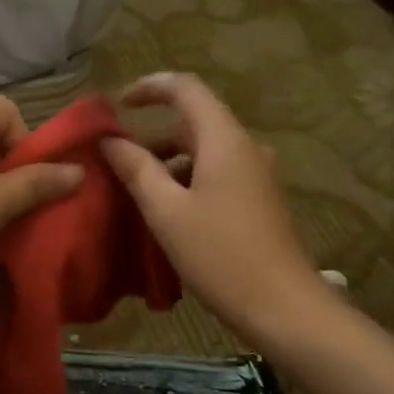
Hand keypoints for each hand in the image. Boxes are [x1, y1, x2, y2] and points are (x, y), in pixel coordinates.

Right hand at [101, 73, 324, 346]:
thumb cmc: (220, 255)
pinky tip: (169, 214)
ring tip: (136, 194)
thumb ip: (136, 169)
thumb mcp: (166, 211)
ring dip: (169, 163)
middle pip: (194, 122)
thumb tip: (109, 140)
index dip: (149, 87)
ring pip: (205, 152)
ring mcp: (257, 175)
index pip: (186, 88)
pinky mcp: (261, 200)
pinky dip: (188, 181)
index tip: (117, 106)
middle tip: (116, 164)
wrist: (284, 306)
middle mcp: (246, 147)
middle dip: (152, 137)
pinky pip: (218, 174)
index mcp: (224, 140)